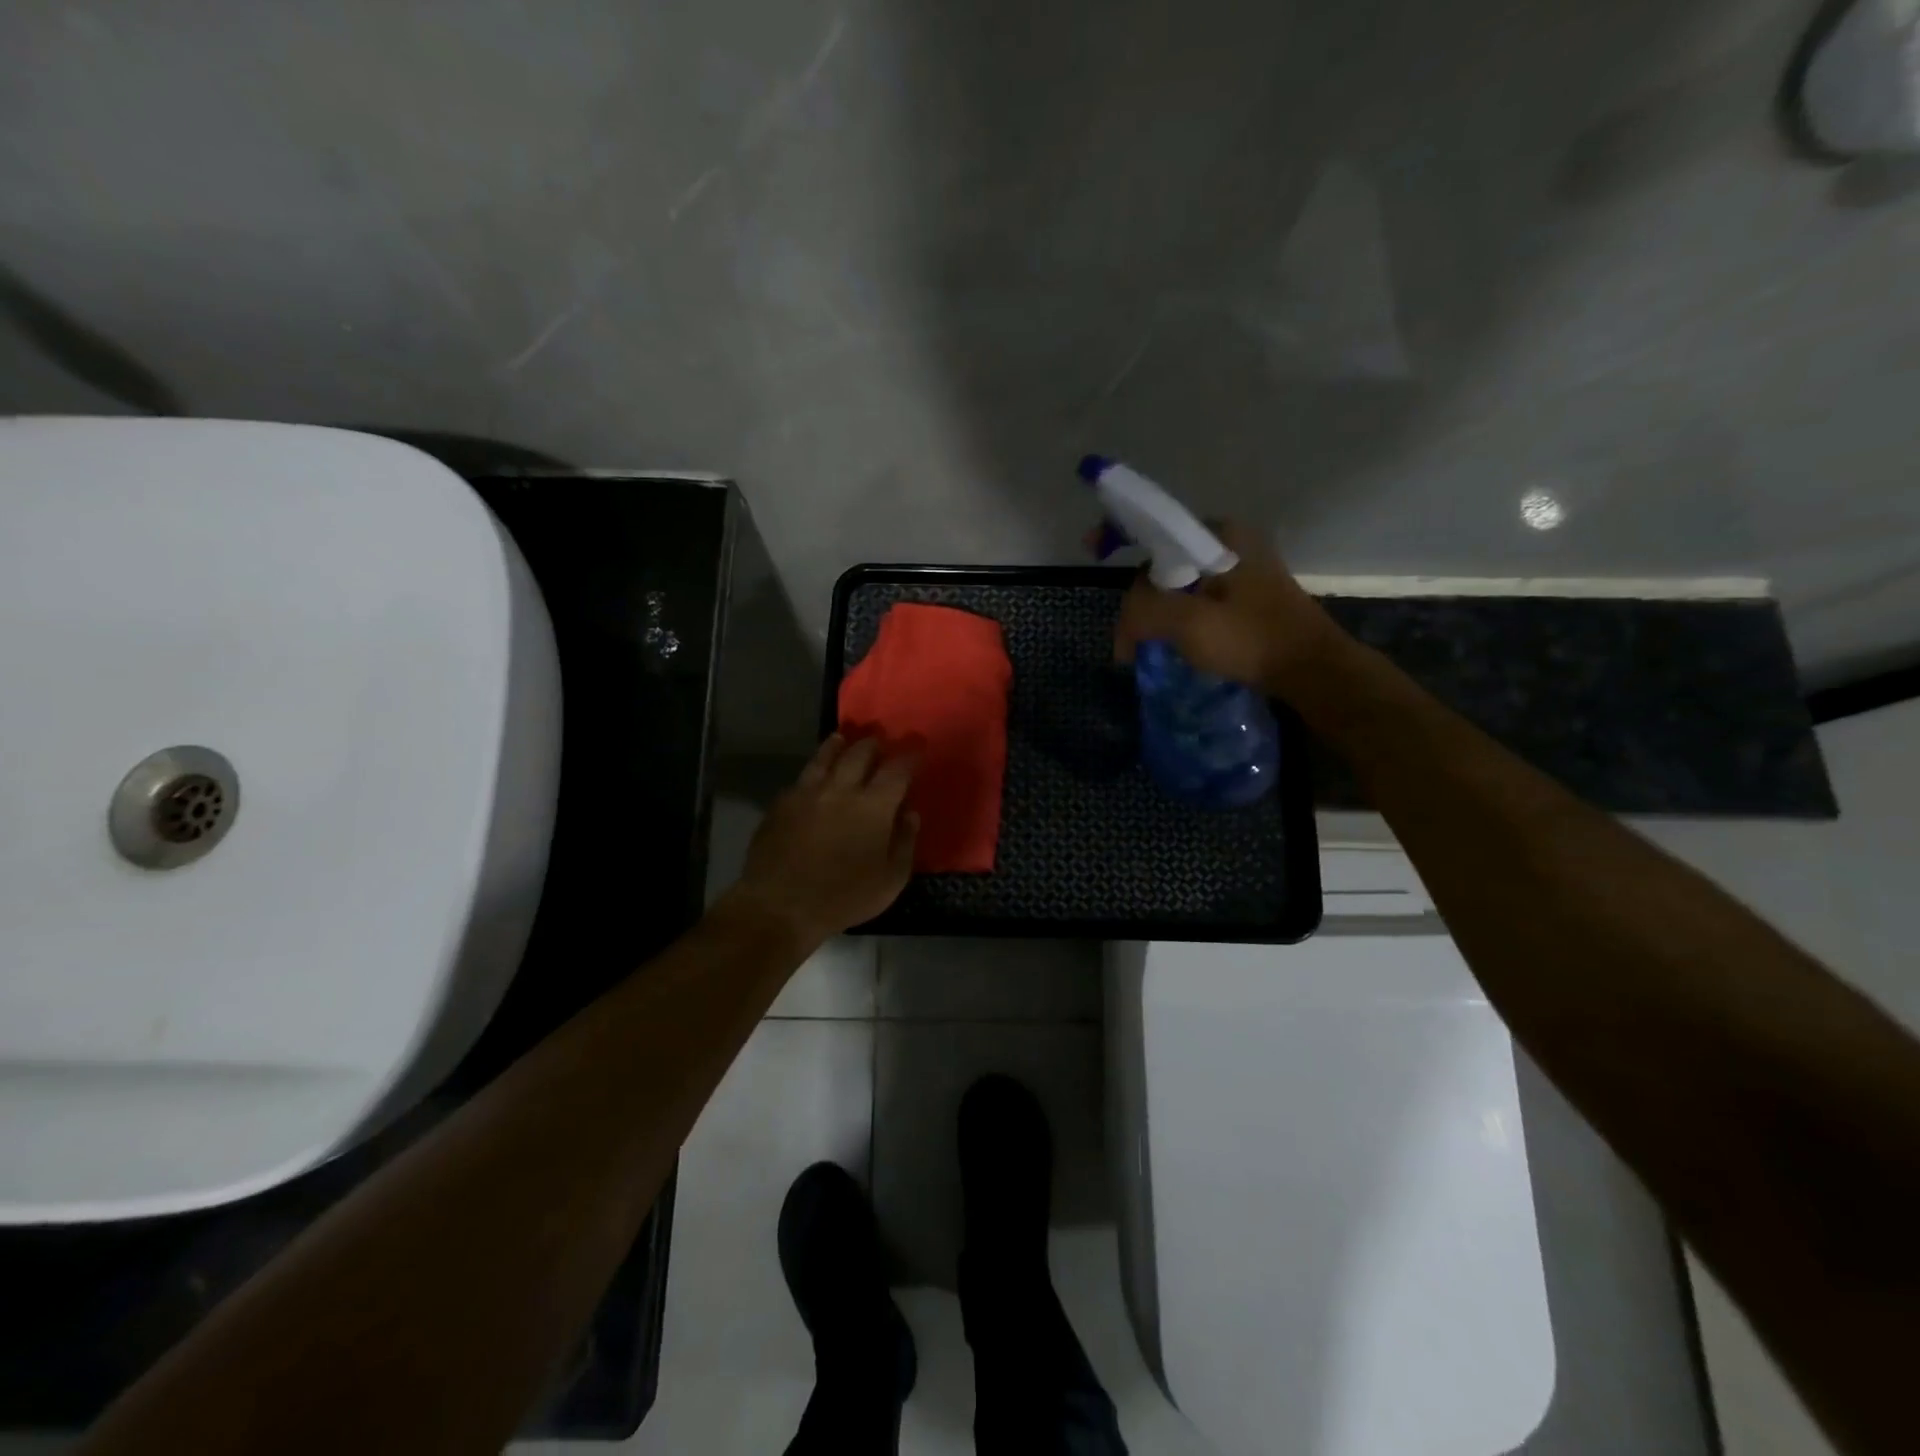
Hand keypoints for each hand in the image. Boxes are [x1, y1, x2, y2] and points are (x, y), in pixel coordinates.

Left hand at [728, 735, 918, 946]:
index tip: (917, 746)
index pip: (897, 769)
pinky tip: (813, 776)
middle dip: (874, 744)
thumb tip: (910, 813)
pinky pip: (801, 778)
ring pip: (825, 757)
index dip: (910, 755)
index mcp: (873, 805)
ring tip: (842, 740)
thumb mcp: (890, 880)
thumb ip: (904, 842)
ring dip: (838, 745)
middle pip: (860, 752)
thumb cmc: (844, 898)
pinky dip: (813, 770)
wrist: (780, 906)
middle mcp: (841, 788)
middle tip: (880, 742)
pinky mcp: (781, 804)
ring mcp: (807, 793)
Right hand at [1114, 520, 1347, 696]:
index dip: (1120, 534)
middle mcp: (1233, 543)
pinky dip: (1178, 618)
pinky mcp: (1248, 597)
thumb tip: (1125, 630)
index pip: (1156, 528)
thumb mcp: (1188, 624)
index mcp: (1221, 536)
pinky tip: (1173, 644)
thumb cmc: (1251, 640)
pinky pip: (1198, 599)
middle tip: (1128, 638)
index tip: (1091, 549)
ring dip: (1158, 612)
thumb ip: (1144, 612)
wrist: (1311, 671)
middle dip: (1140, 597)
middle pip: (1165, 562)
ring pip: (1180, 583)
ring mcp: (1244, 570)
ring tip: (1143, 645)